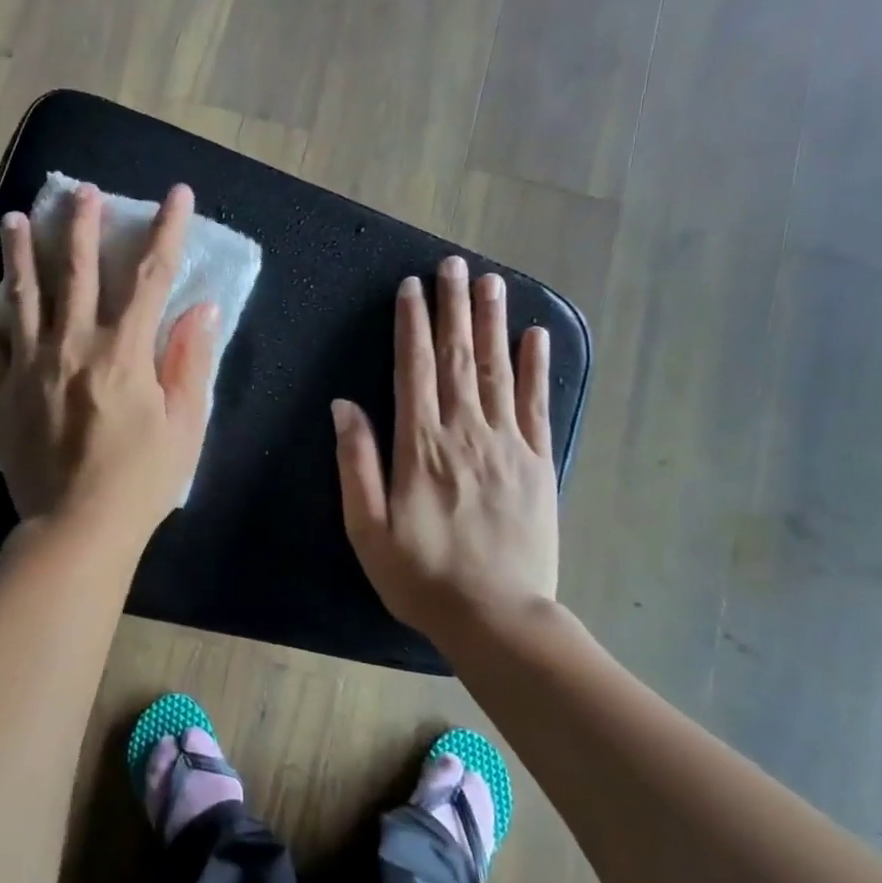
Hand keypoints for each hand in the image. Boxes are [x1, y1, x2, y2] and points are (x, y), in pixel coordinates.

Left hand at [0, 181, 216, 546]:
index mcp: (124, 353)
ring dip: (19, 253)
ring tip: (14, 219)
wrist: (76, 529)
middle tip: (79, 191)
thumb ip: (190, 361)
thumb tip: (202, 308)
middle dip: (80, 225)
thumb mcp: (184, 424)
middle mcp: (72, 346)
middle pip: (74, 271)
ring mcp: (28, 367)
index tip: (176, 194)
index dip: (166, 230)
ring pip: (21, 296)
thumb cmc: (141, 480)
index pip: (150, 277)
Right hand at [332, 256, 559, 642]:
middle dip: (453, 307)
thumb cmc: (421, 575)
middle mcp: (464, 432)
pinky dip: (535, 367)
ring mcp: (507, 444)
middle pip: (458, 357)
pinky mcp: (537, 463)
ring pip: (497, 370)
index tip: (411, 287)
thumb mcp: (367, 528)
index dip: (411, 324)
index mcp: (419, 446)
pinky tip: (535, 336)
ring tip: (491, 281)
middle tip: (454, 264)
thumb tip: (344, 405)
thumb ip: (355, 463)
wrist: (497, 618)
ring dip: (492, 323)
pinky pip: (535, 404)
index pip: (414, 369)